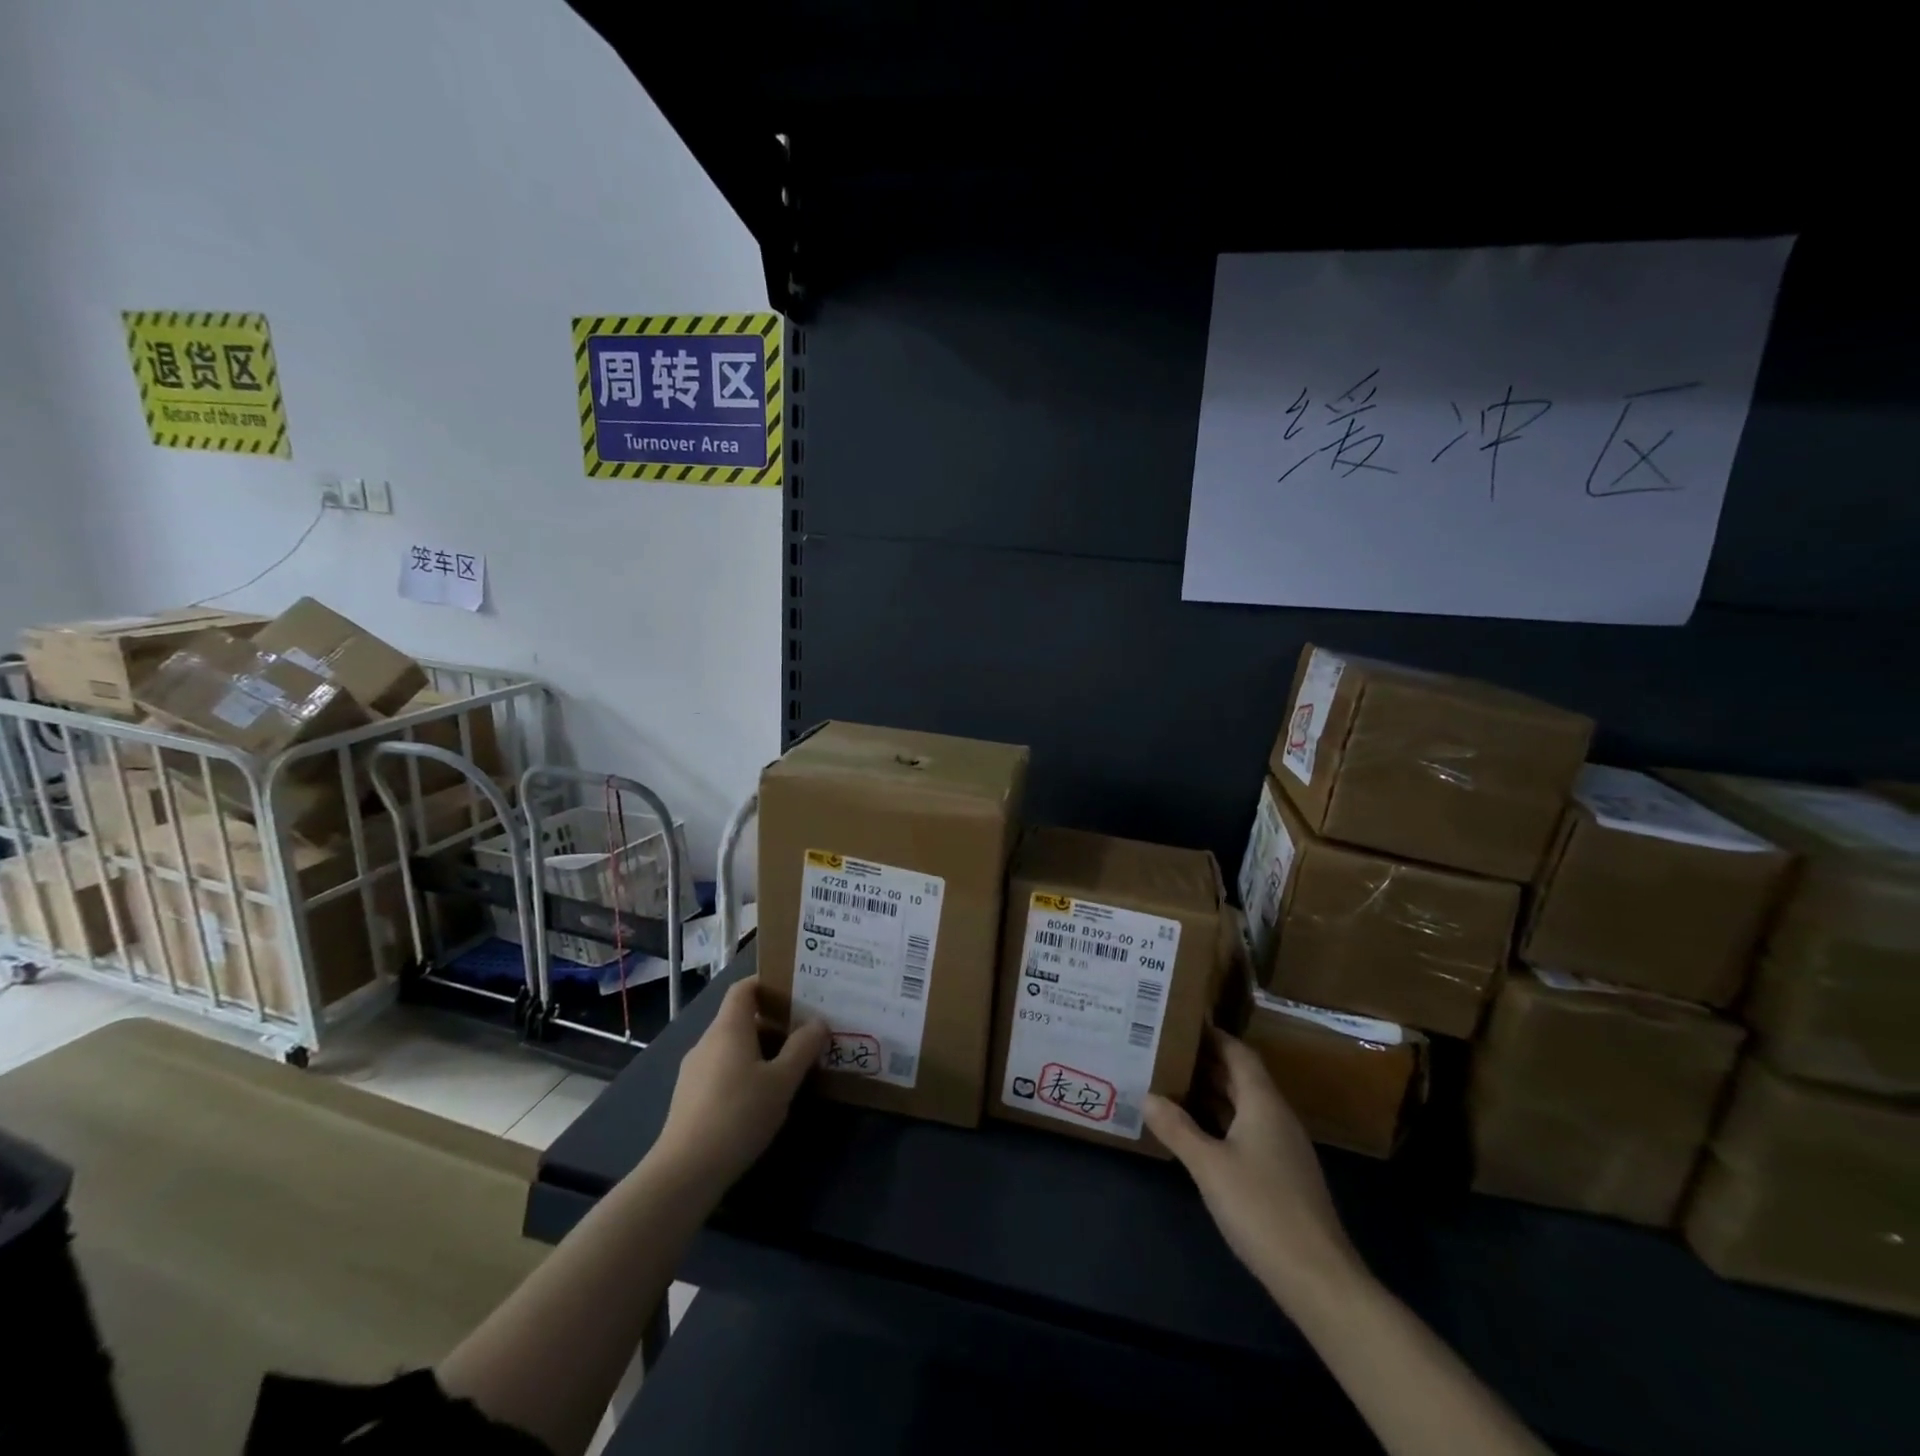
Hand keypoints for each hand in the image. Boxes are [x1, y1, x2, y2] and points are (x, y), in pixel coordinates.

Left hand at [653, 975, 827, 1196]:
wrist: (685, 1171)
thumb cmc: (739, 1114)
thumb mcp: (782, 1081)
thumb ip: (802, 1048)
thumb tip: (818, 1022)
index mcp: (729, 1028)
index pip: (744, 988)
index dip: (767, 983)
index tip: (796, 990)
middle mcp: (708, 1041)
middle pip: (741, 1018)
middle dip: (773, 1022)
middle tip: (805, 1032)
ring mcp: (694, 1070)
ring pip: (732, 1046)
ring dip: (760, 1050)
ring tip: (789, 1065)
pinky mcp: (690, 1097)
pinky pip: (722, 1069)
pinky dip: (744, 1070)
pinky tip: (762, 1096)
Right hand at [1145, 1028, 1360, 1306]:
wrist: (1318, 1278)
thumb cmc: (1262, 1209)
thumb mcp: (1209, 1166)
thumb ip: (1177, 1129)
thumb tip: (1147, 1096)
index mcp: (1264, 1103)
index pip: (1239, 1053)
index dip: (1213, 1036)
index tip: (1182, 1022)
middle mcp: (1276, 1117)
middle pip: (1241, 1077)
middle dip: (1206, 1062)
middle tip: (1166, 1050)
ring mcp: (1283, 1148)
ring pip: (1244, 1106)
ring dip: (1212, 1093)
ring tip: (1172, 1084)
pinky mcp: (1282, 1175)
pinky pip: (1247, 1130)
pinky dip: (1221, 1121)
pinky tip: (1197, 1133)